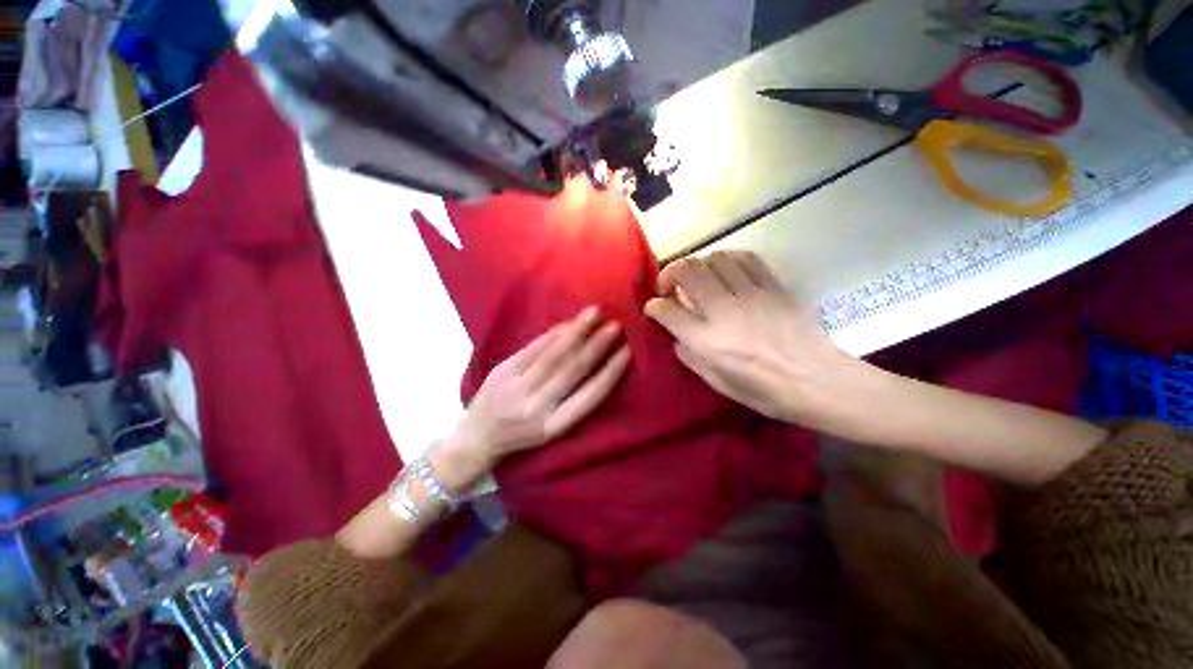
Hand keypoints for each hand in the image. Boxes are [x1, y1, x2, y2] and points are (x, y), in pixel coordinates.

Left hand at [439, 306, 631, 486]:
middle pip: (573, 371)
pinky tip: (568, 323)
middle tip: (616, 326)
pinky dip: (553, 334)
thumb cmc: (522, 436)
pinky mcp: (503, 371)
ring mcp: (517, 387)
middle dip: (597, 346)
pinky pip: (533, 348)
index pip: (590, 396)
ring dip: (577, 332)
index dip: (611, 372)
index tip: (627, 352)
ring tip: (595, 314)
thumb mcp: (551, 429)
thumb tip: (599, 364)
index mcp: (554, 426)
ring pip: (553, 355)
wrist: (477, 437)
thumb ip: (574, 401)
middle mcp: (537, 408)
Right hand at [645, 251, 856, 423]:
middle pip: (686, 272)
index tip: (653, 308)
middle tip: (671, 287)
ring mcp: (750, 294)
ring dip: (698, 265)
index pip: (666, 310)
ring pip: (713, 259)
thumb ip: (690, 356)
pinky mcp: (772, 286)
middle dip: (669, 274)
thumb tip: (678, 336)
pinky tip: (726, 270)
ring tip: (699, 279)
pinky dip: (727, 259)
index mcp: (706, 341)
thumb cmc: (764, 391)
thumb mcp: (717, 383)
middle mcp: (722, 311)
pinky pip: (745, 258)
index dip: (653, 307)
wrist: (818, 381)